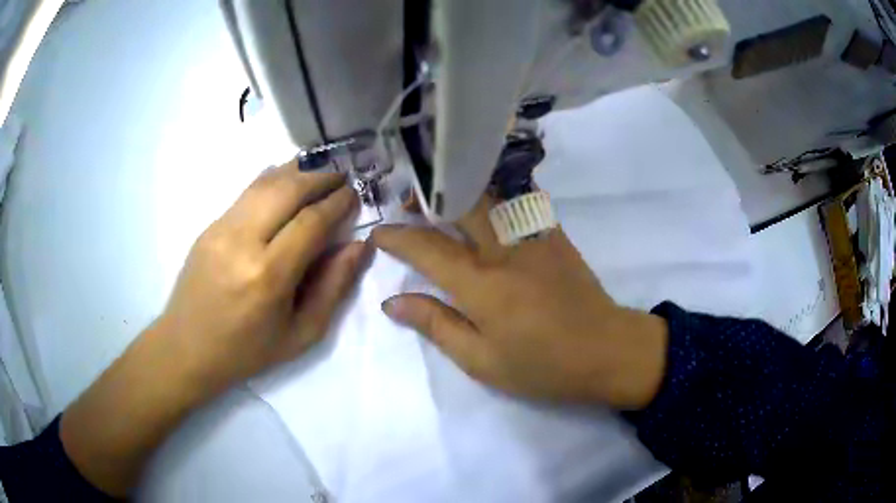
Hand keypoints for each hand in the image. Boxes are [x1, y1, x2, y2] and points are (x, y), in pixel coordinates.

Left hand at [157, 161, 367, 391]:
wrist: (187, 348)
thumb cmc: (247, 351)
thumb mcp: (301, 334)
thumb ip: (333, 288)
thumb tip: (357, 246)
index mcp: (268, 276)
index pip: (310, 222)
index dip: (337, 203)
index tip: (355, 194)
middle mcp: (242, 242)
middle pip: (288, 189)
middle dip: (321, 176)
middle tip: (342, 176)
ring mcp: (221, 228)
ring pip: (266, 182)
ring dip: (298, 171)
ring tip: (321, 171)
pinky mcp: (209, 225)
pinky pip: (247, 192)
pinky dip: (274, 179)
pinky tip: (288, 181)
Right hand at [371, 198, 666, 409]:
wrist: (608, 352)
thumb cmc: (543, 366)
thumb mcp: (482, 360)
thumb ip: (436, 325)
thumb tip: (393, 304)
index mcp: (482, 284)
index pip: (427, 248)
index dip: (397, 237)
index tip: (379, 233)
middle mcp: (504, 249)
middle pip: (460, 204)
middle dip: (428, 199)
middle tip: (409, 205)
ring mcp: (534, 236)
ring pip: (490, 196)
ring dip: (460, 193)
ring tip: (442, 202)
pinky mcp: (555, 235)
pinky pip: (521, 202)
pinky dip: (496, 197)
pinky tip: (488, 206)